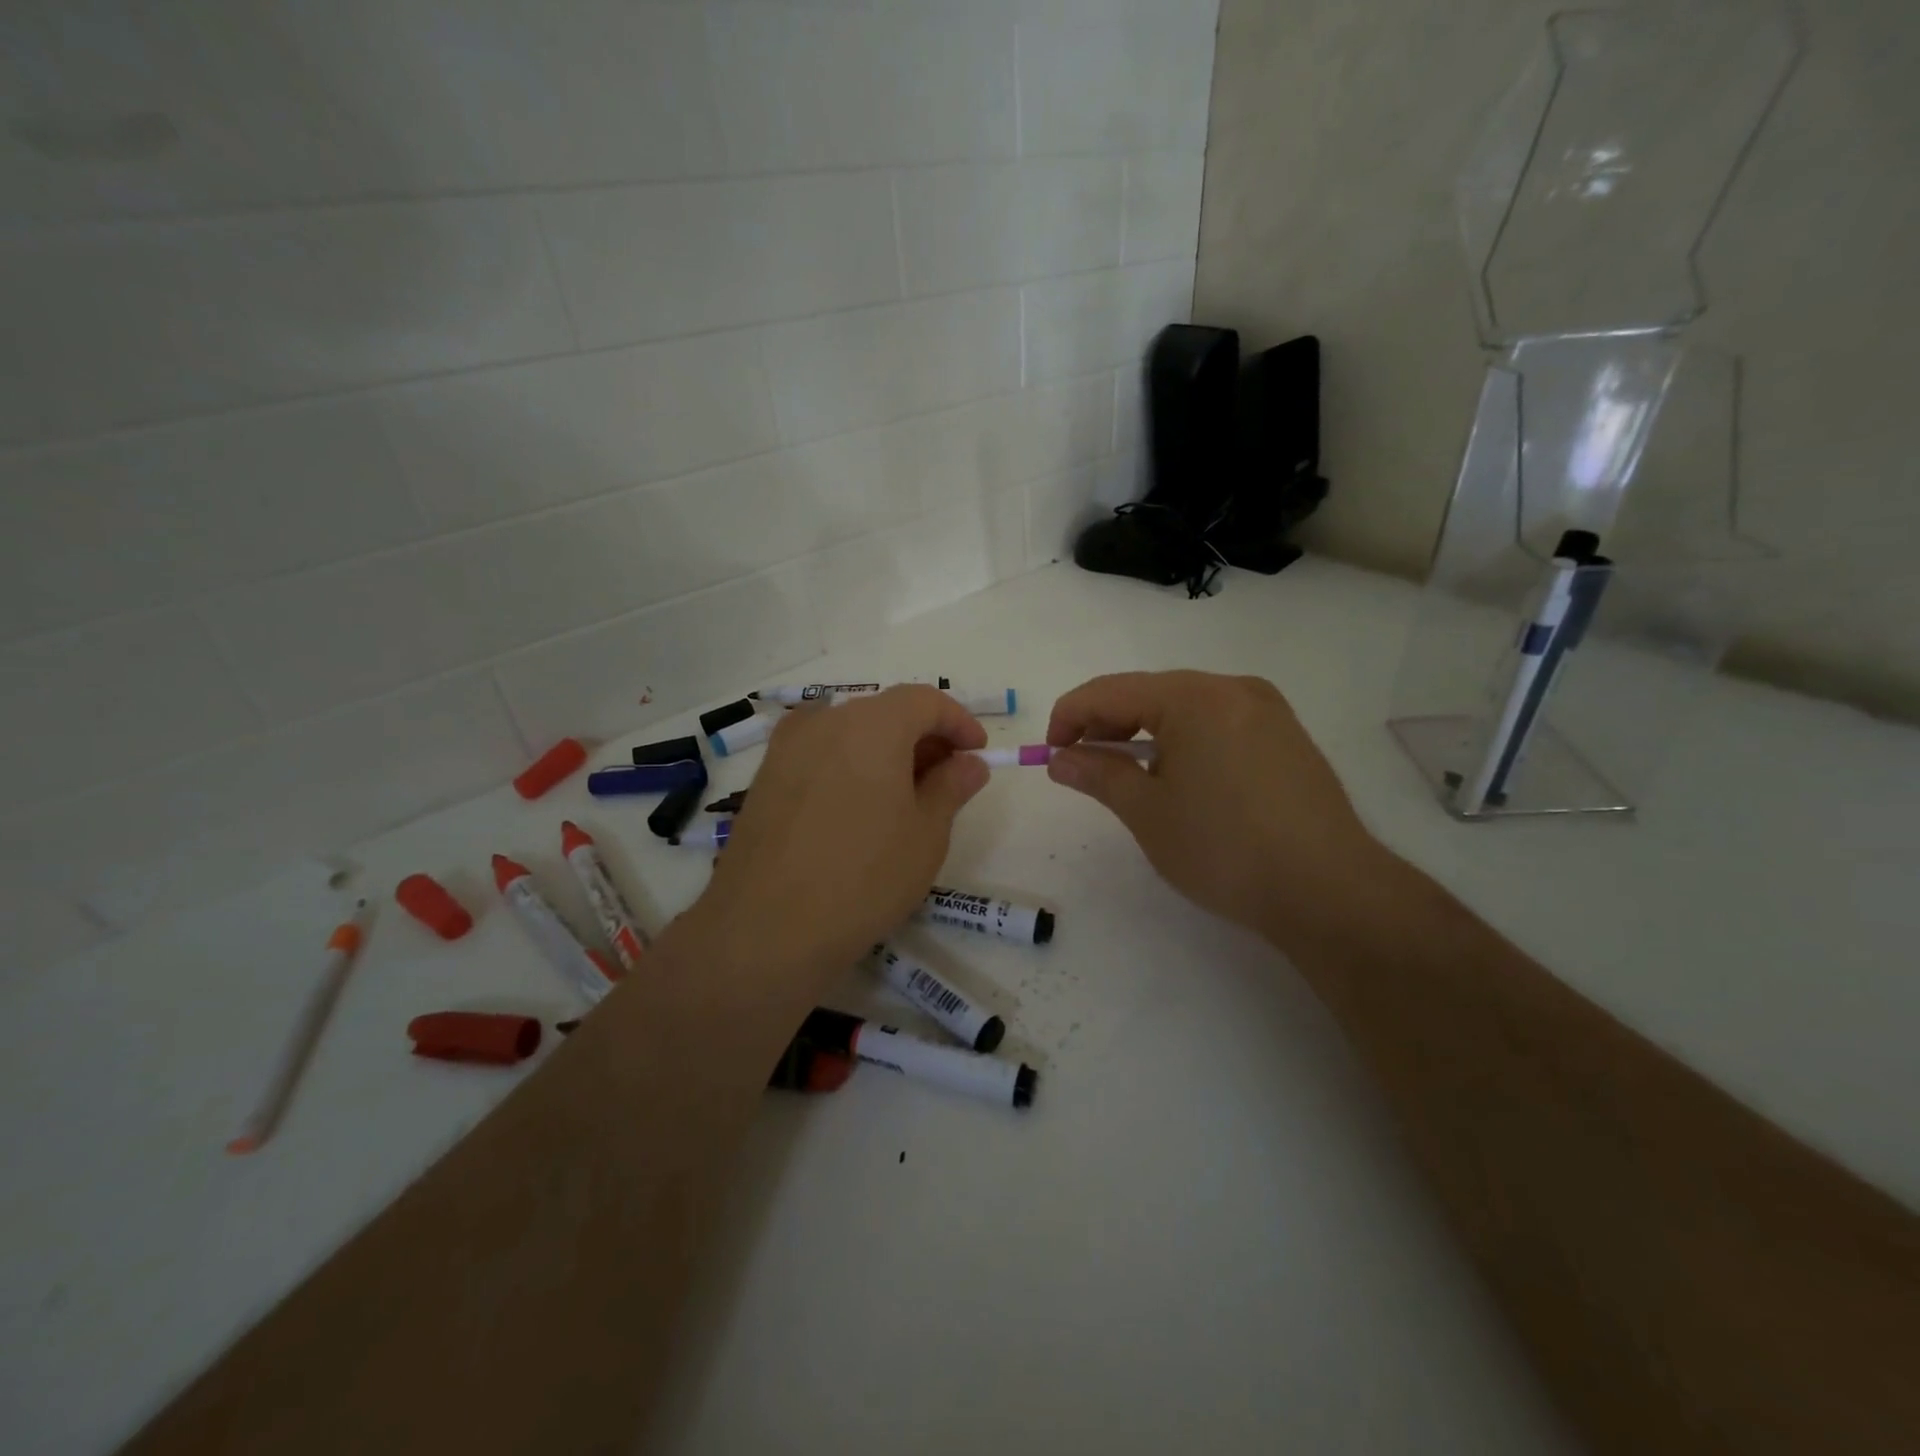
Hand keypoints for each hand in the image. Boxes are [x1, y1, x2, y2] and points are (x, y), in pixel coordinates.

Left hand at [681, 686, 989, 1004]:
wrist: (767, 928)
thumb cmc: (864, 877)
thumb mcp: (926, 834)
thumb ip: (951, 787)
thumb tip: (969, 764)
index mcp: (872, 724)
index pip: (924, 700)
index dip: (958, 722)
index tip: (977, 754)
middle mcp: (825, 721)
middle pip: (885, 712)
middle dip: (922, 738)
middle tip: (945, 781)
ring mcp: (787, 747)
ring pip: (850, 732)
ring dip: (885, 752)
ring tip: (903, 798)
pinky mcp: (765, 777)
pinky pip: (820, 754)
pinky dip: (850, 766)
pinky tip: (857, 809)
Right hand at [1045, 671, 1384, 950]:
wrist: (1328, 890)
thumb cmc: (1223, 848)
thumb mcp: (1147, 812)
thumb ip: (1098, 774)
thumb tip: (1060, 758)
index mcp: (1193, 697)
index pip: (1109, 691)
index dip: (1069, 717)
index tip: (1051, 754)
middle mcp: (1232, 688)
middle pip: (1148, 692)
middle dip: (1106, 724)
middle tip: (1082, 765)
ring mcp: (1266, 710)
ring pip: (1184, 707)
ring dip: (1144, 732)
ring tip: (1127, 775)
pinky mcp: (1286, 736)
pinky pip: (1217, 722)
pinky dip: (1183, 740)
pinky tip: (1178, 777)